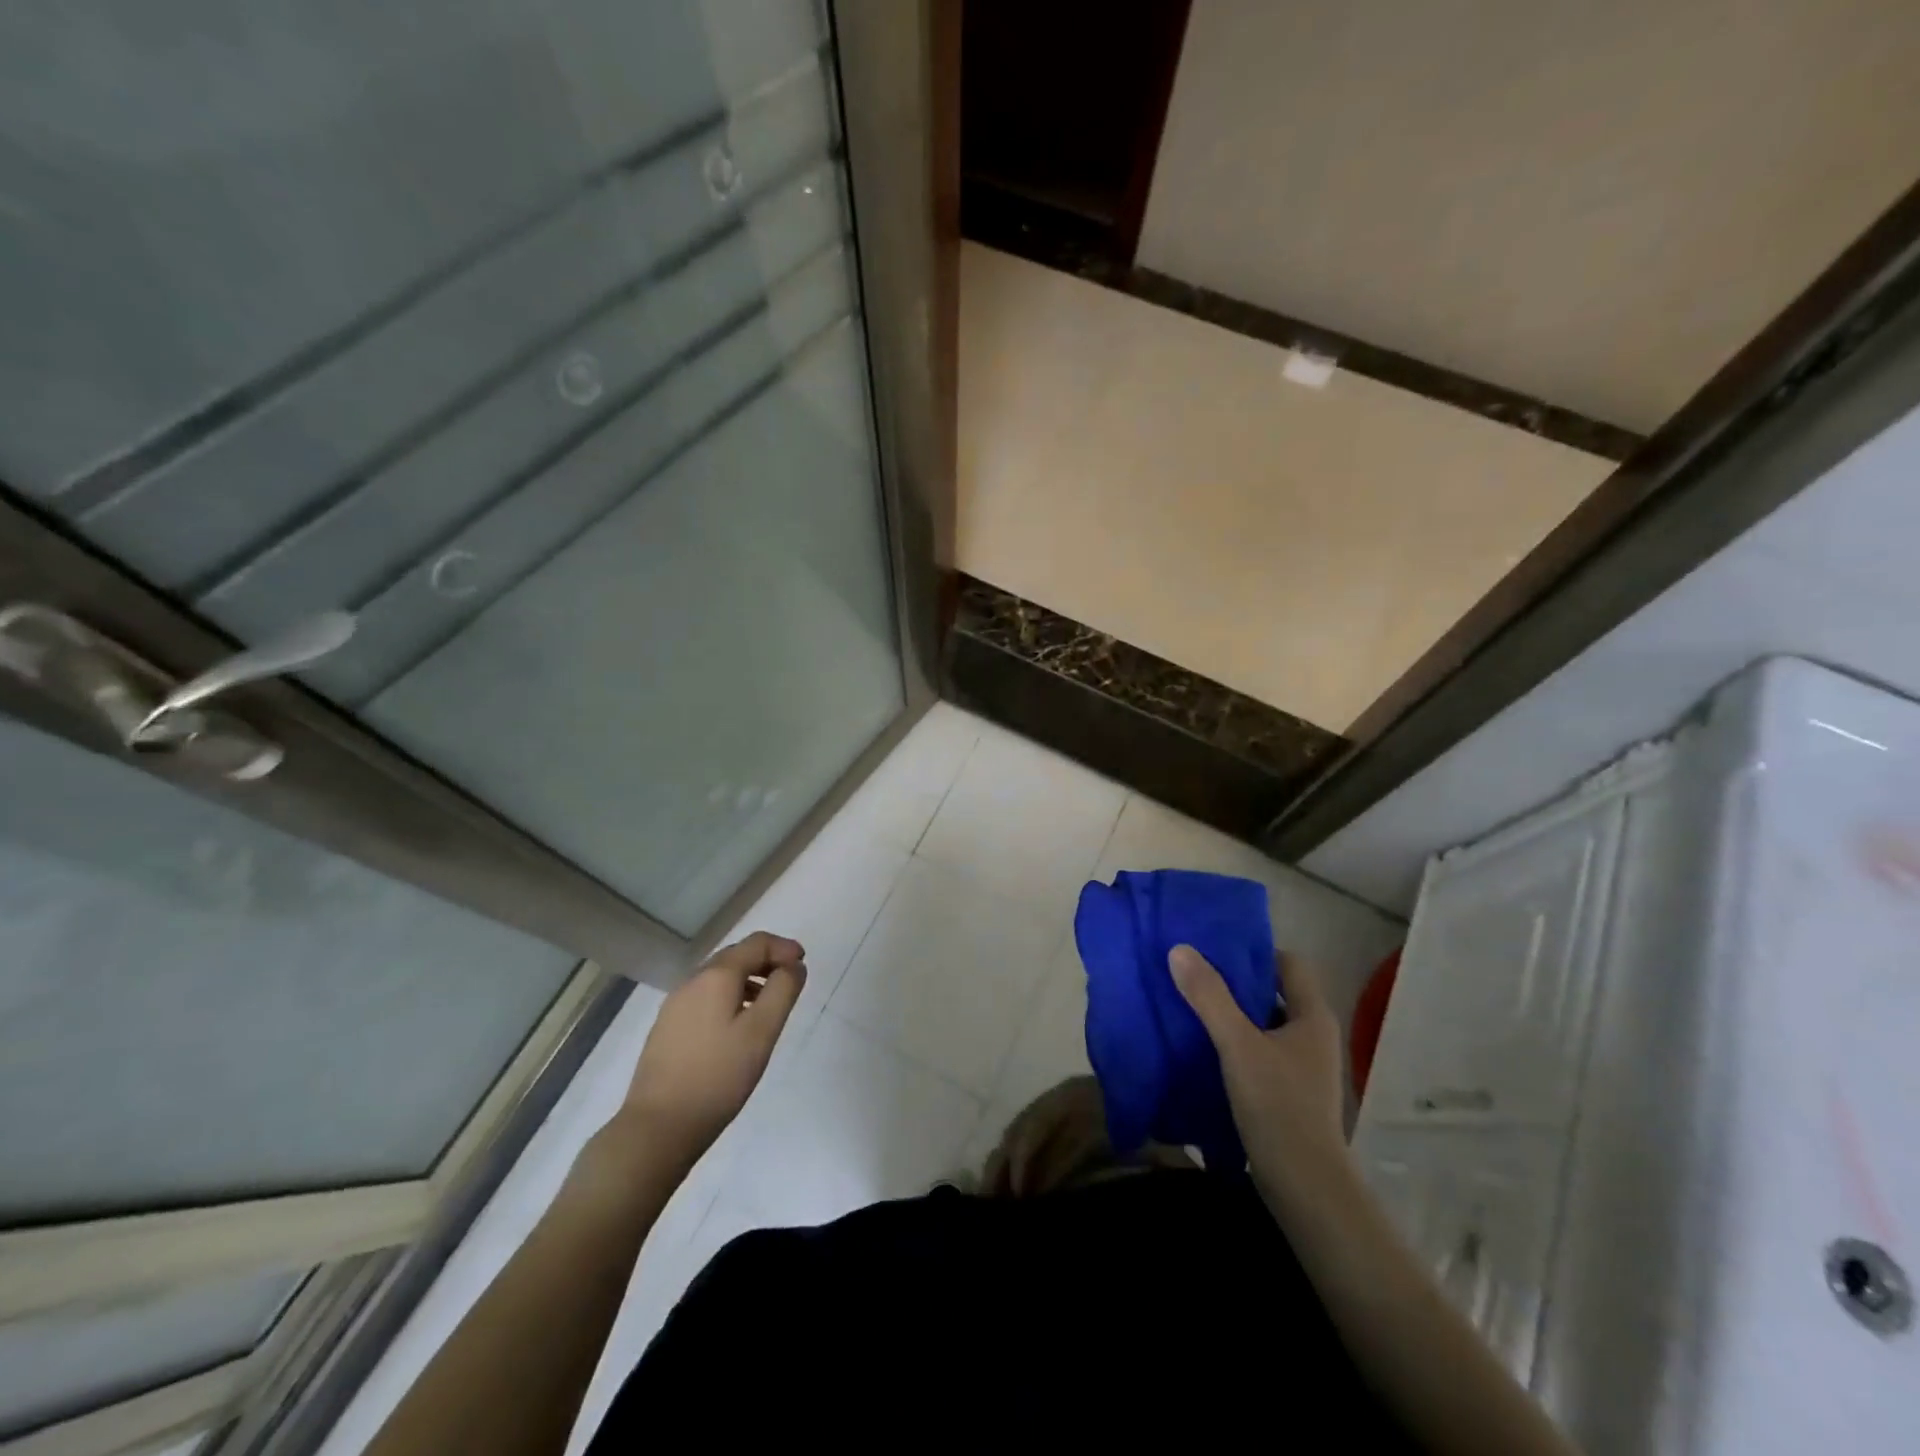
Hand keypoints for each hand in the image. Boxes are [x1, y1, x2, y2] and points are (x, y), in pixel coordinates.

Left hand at [619, 932, 807, 1168]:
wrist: (657, 1127)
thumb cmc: (718, 1076)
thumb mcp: (762, 1031)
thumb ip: (783, 990)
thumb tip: (793, 966)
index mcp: (716, 976)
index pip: (756, 943)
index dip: (784, 948)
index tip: (803, 965)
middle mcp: (692, 981)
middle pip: (736, 956)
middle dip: (766, 961)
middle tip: (790, 982)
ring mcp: (675, 1006)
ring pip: (719, 978)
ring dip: (748, 981)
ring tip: (768, 1006)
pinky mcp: (666, 1029)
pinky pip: (705, 998)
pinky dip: (729, 998)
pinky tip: (737, 1028)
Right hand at [1171, 945, 1347, 1201]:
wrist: (1304, 1186)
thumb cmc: (1278, 1105)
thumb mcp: (1237, 1044)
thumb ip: (1209, 997)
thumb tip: (1180, 949)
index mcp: (1313, 1016)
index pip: (1288, 963)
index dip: (1254, 950)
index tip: (1214, 947)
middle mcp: (1313, 1035)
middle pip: (1273, 991)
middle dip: (1235, 981)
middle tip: (1193, 970)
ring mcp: (1302, 1065)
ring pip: (1263, 1023)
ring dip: (1232, 1012)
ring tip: (1191, 1003)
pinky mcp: (1288, 1090)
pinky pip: (1259, 1050)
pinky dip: (1234, 1042)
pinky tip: (1203, 1045)